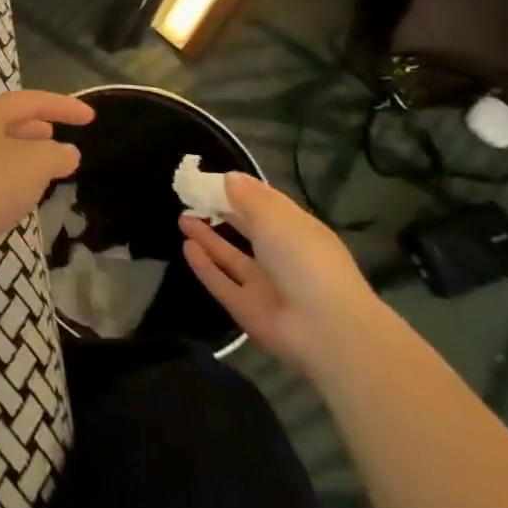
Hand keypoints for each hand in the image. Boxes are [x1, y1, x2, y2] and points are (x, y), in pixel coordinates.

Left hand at [0, 91, 92, 261]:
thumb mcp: (32, 165)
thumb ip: (55, 155)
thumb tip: (65, 152)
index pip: (31, 101)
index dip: (64, 106)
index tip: (91, 117)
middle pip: (7, 121)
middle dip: (35, 127)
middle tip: (59, 136)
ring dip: (20, 155)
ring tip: (42, 169)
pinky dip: (5, 180)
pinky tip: (13, 200)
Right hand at [179, 173, 380, 375]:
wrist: (325, 330)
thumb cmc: (305, 260)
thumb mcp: (276, 219)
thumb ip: (249, 198)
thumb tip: (230, 177)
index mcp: (298, 232)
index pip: (268, 207)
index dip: (242, 191)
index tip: (213, 178)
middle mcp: (282, 258)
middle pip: (248, 232)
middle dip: (223, 214)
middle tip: (192, 196)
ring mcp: (265, 286)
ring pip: (232, 257)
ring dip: (209, 237)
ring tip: (182, 217)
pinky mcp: (248, 309)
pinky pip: (222, 283)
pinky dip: (205, 266)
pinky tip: (186, 246)